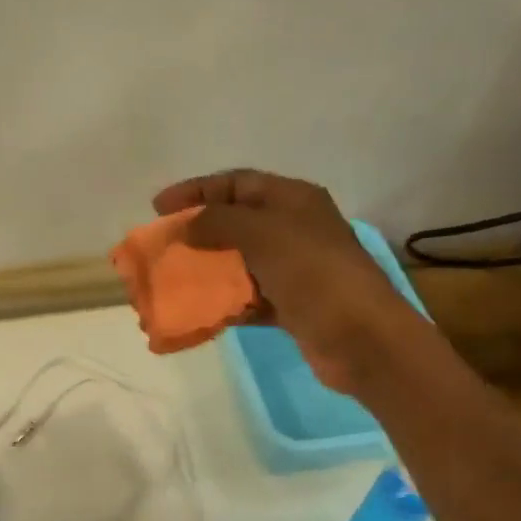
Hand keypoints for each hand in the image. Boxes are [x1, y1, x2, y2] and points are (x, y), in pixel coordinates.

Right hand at [153, 169, 418, 394]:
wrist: (361, 338)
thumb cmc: (313, 274)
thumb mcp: (263, 234)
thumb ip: (219, 222)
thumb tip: (187, 225)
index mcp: (293, 200)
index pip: (237, 183)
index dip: (196, 190)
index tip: (158, 208)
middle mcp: (294, 229)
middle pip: (236, 222)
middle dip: (198, 232)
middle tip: (164, 246)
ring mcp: (294, 270)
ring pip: (240, 262)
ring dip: (208, 270)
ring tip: (174, 279)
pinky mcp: (292, 306)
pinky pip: (249, 298)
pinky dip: (226, 302)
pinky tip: (201, 311)